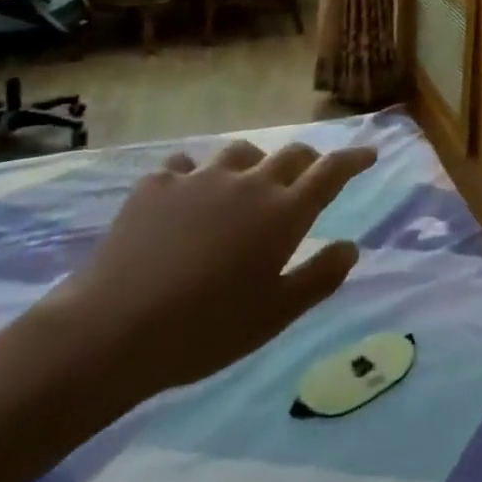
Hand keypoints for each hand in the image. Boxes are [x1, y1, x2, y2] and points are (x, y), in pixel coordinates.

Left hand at [44, 139, 376, 407]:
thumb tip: (351, 246)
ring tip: (247, 182)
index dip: (354, 159)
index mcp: (283, 212)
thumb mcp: (274, 315)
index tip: (369, 154)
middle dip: (309, 161)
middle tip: (310, 175)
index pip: (331, 172)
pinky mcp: (157, 185)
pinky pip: (185, 165)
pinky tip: (186, 194)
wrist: (112, 330)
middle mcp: (249, 183)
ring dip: (254, 162)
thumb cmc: (205, 329)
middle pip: (291, 155)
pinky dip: (195, 175)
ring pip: (240, 152)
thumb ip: (318, 278)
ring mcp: (201, 178)